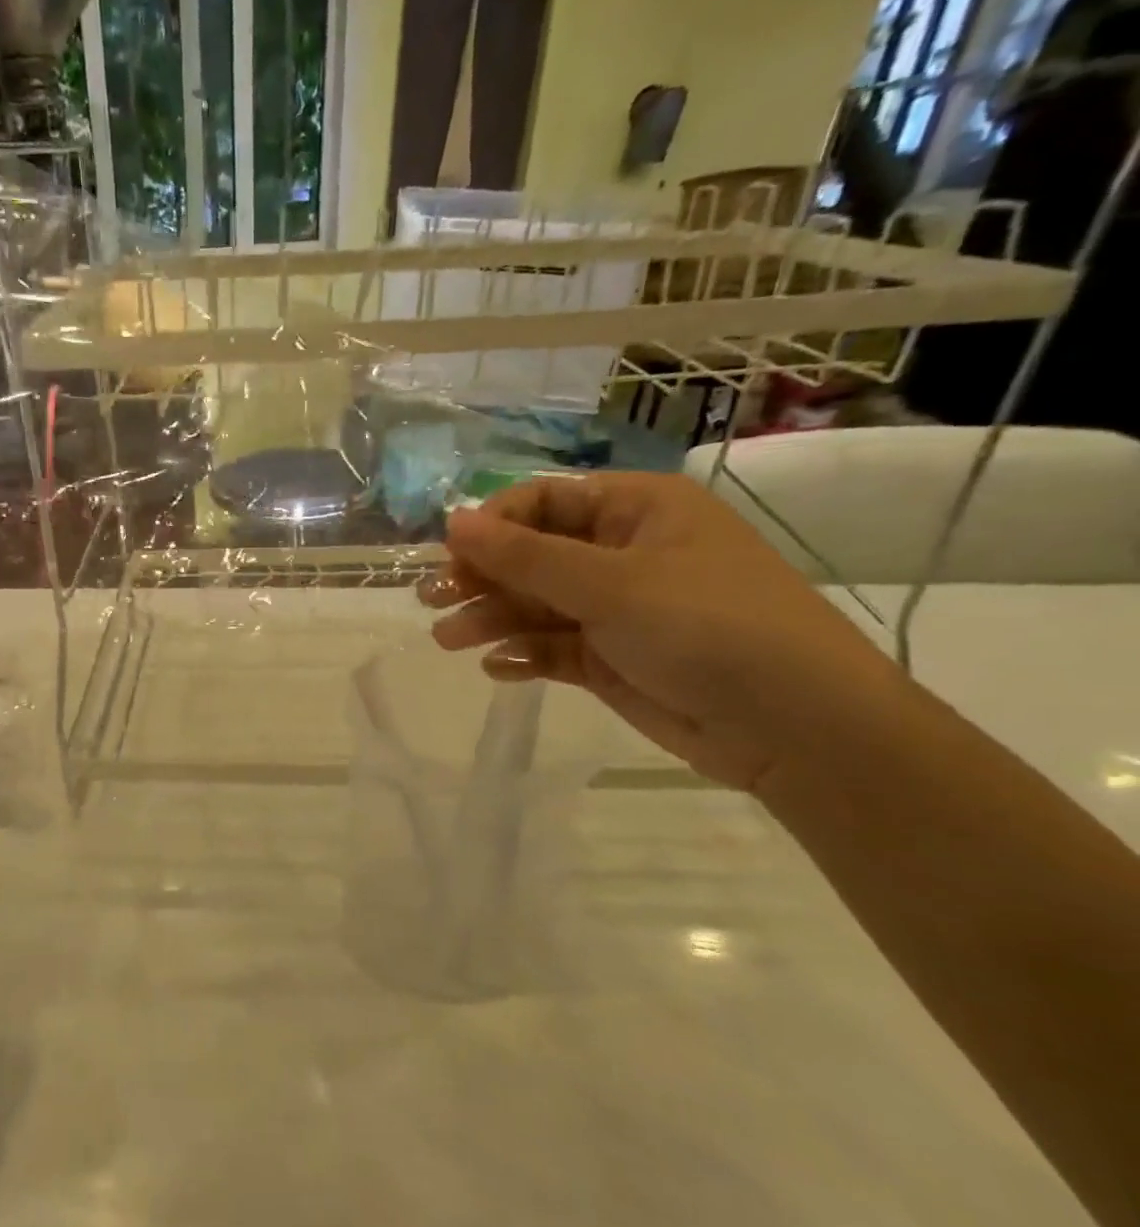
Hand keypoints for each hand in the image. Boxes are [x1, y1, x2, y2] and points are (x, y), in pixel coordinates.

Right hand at [421, 474, 894, 790]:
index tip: (450, 554)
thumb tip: (452, 521)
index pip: (545, 500)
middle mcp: (623, 553)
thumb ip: (525, 556)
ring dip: (492, 618)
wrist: (794, 725)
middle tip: (432, 600)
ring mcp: (618, 609)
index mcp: (636, 511)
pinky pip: (554, 647)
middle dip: (483, 577)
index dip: (493, 524)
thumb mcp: (610, 584)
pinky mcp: (612, 658)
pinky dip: (524, 655)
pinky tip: (499, 668)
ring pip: (537, 604)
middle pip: (533, 554)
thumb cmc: (707, 627)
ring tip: (449, 640)